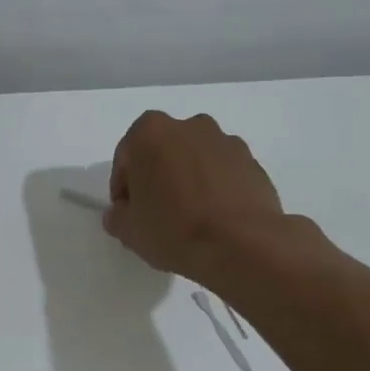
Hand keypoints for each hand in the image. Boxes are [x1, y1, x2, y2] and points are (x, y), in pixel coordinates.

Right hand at [103, 110, 295, 279]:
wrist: (241, 244)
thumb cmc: (173, 229)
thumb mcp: (128, 230)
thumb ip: (117, 215)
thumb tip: (122, 212)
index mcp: (150, 132)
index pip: (126, 158)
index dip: (123, 188)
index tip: (128, 213)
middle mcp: (189, 126)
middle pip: (162, 152)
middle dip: (157, 177)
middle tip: (157, 213)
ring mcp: (225, 141)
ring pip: (195, 159)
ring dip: (188, 180)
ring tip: (190, 217)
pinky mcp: (252, 161)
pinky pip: (223, 172)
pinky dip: (216, 188)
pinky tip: (214, 218)